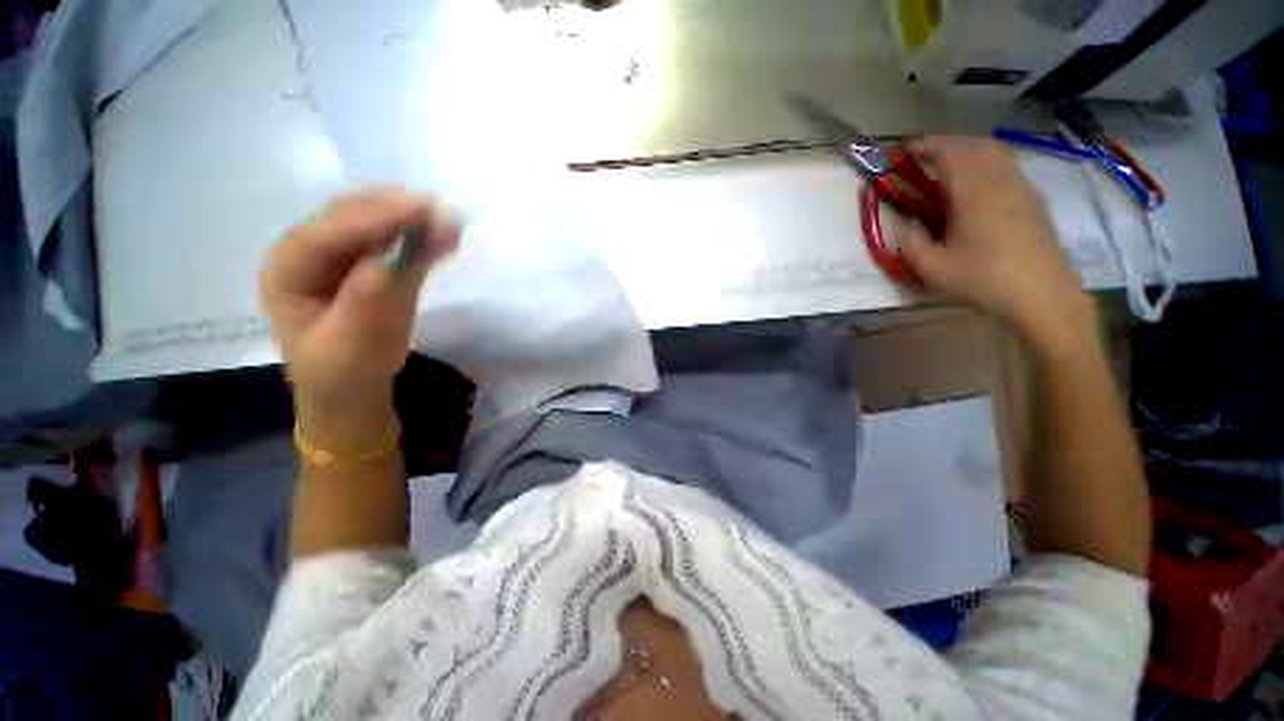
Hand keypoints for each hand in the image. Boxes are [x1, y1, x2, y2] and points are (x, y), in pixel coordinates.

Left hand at [261, 190, 460, 420]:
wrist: (353, 390)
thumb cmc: (344, 373)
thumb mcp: (353, 344)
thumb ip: (371, 299)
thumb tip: (397, 256)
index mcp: (287, 271)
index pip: (325, 234)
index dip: (371, 219)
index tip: (418, 210)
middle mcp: (311, 253)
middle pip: (350, 218)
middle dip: (396, 212)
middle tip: (442, 212)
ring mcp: (345, 256)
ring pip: (377, 225)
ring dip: (415, 222)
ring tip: (452, 223)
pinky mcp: (374, 264)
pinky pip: (399, 244)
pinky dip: (423, 238)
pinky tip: (447, 236)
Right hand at [896, 137, 1096, 353]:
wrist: (1042, 294)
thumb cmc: (983, 280)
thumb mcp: (932, 269)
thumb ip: (910, 243)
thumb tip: (905, 225)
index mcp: (973, 193)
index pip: (949, 154)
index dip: (926, 147)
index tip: (907, 149)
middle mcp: (999, 181)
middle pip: (975, 145)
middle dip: (949, 143)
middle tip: (927, 155)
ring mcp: (1021, 188)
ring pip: (996, 153)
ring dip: (971, 150)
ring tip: (952, 165)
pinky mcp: (1033, 201)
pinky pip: (1008, 168)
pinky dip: (988, 163)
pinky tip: (979, 184)